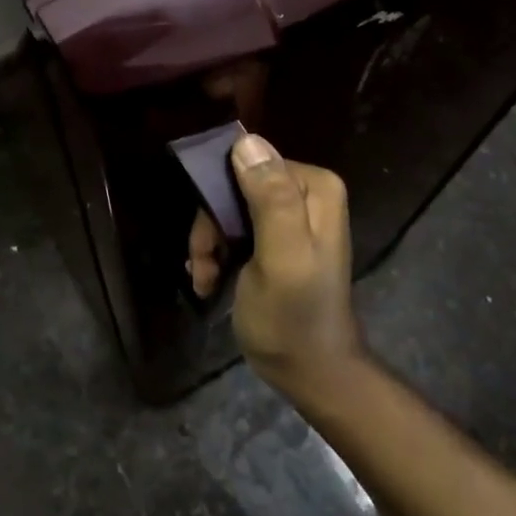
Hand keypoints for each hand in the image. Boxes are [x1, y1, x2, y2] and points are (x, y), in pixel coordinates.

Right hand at [209, 134, 364, 399]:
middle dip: (212, 227)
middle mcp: (305, 192)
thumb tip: (246, 140)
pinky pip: (234, 229)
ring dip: (209, 245)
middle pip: (236, 187)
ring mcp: (290, 216)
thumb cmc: (295, 317)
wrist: (311, 375)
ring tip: (204, 279)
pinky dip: (216, 255)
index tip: (209, 241)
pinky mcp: (274, 239)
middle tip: (201, 263)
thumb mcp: (282, 257)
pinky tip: (209, 282)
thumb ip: (270, 199)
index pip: (249, 165)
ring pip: (228, 209)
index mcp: (314, 186)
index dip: (220, 199)